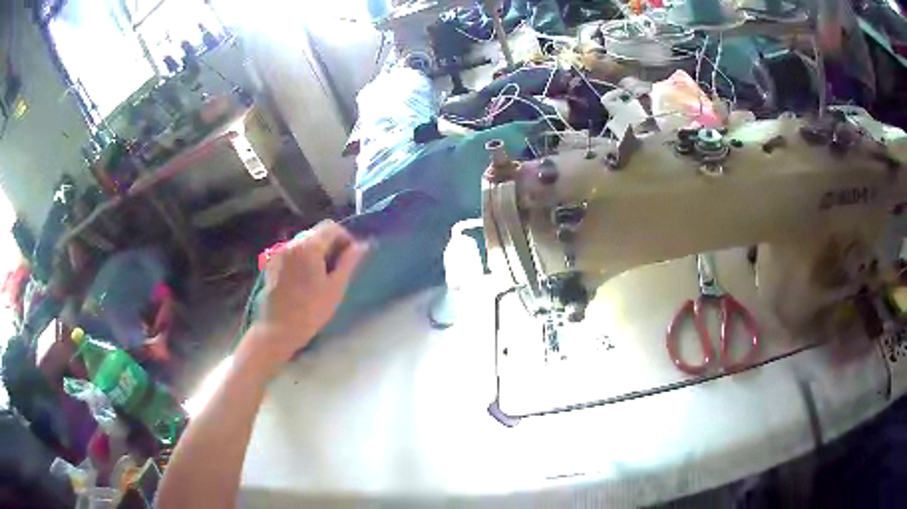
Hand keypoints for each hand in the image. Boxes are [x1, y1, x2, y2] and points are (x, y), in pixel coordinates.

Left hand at [241, 220, 367, 372]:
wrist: (278, 329)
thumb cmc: (311, 311)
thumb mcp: (335, 287)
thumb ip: (349, 262)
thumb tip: (362, 245)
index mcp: (308, 246)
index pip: (331, 227)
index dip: (344, 238)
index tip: (350, 258)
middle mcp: (291, 243)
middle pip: (316, 233)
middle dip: (330, 245)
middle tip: (337, 270)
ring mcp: (278, 252)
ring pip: (303, 243)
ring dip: (315, 252)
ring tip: (320, 276)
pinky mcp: (271, 263)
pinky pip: (292, 252)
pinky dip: (301, 259)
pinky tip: (304, 280)